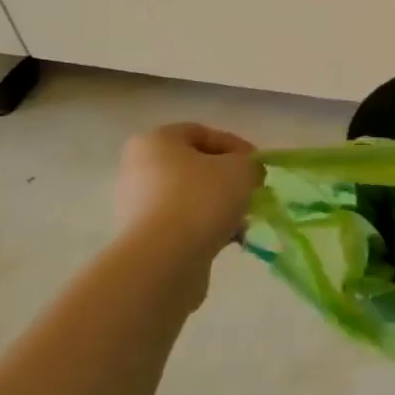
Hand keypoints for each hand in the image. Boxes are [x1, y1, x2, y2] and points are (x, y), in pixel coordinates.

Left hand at [114, 124, 260, 269]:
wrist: (164, 261)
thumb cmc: (201, 199)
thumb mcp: (241, 169)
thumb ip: (250, 164)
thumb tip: (247, 175)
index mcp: (155, 141)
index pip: (202, 133)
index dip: (236, 146)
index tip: (257, 167)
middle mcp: (139, 169)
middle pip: (195, 167)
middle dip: (227, 180)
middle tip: (251, 192)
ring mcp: (137, 206)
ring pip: (190, 198)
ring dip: (219, 206)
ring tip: (243, 221)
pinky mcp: (143, 239)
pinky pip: (182, 225)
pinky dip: (206, 229)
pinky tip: (229, 240)